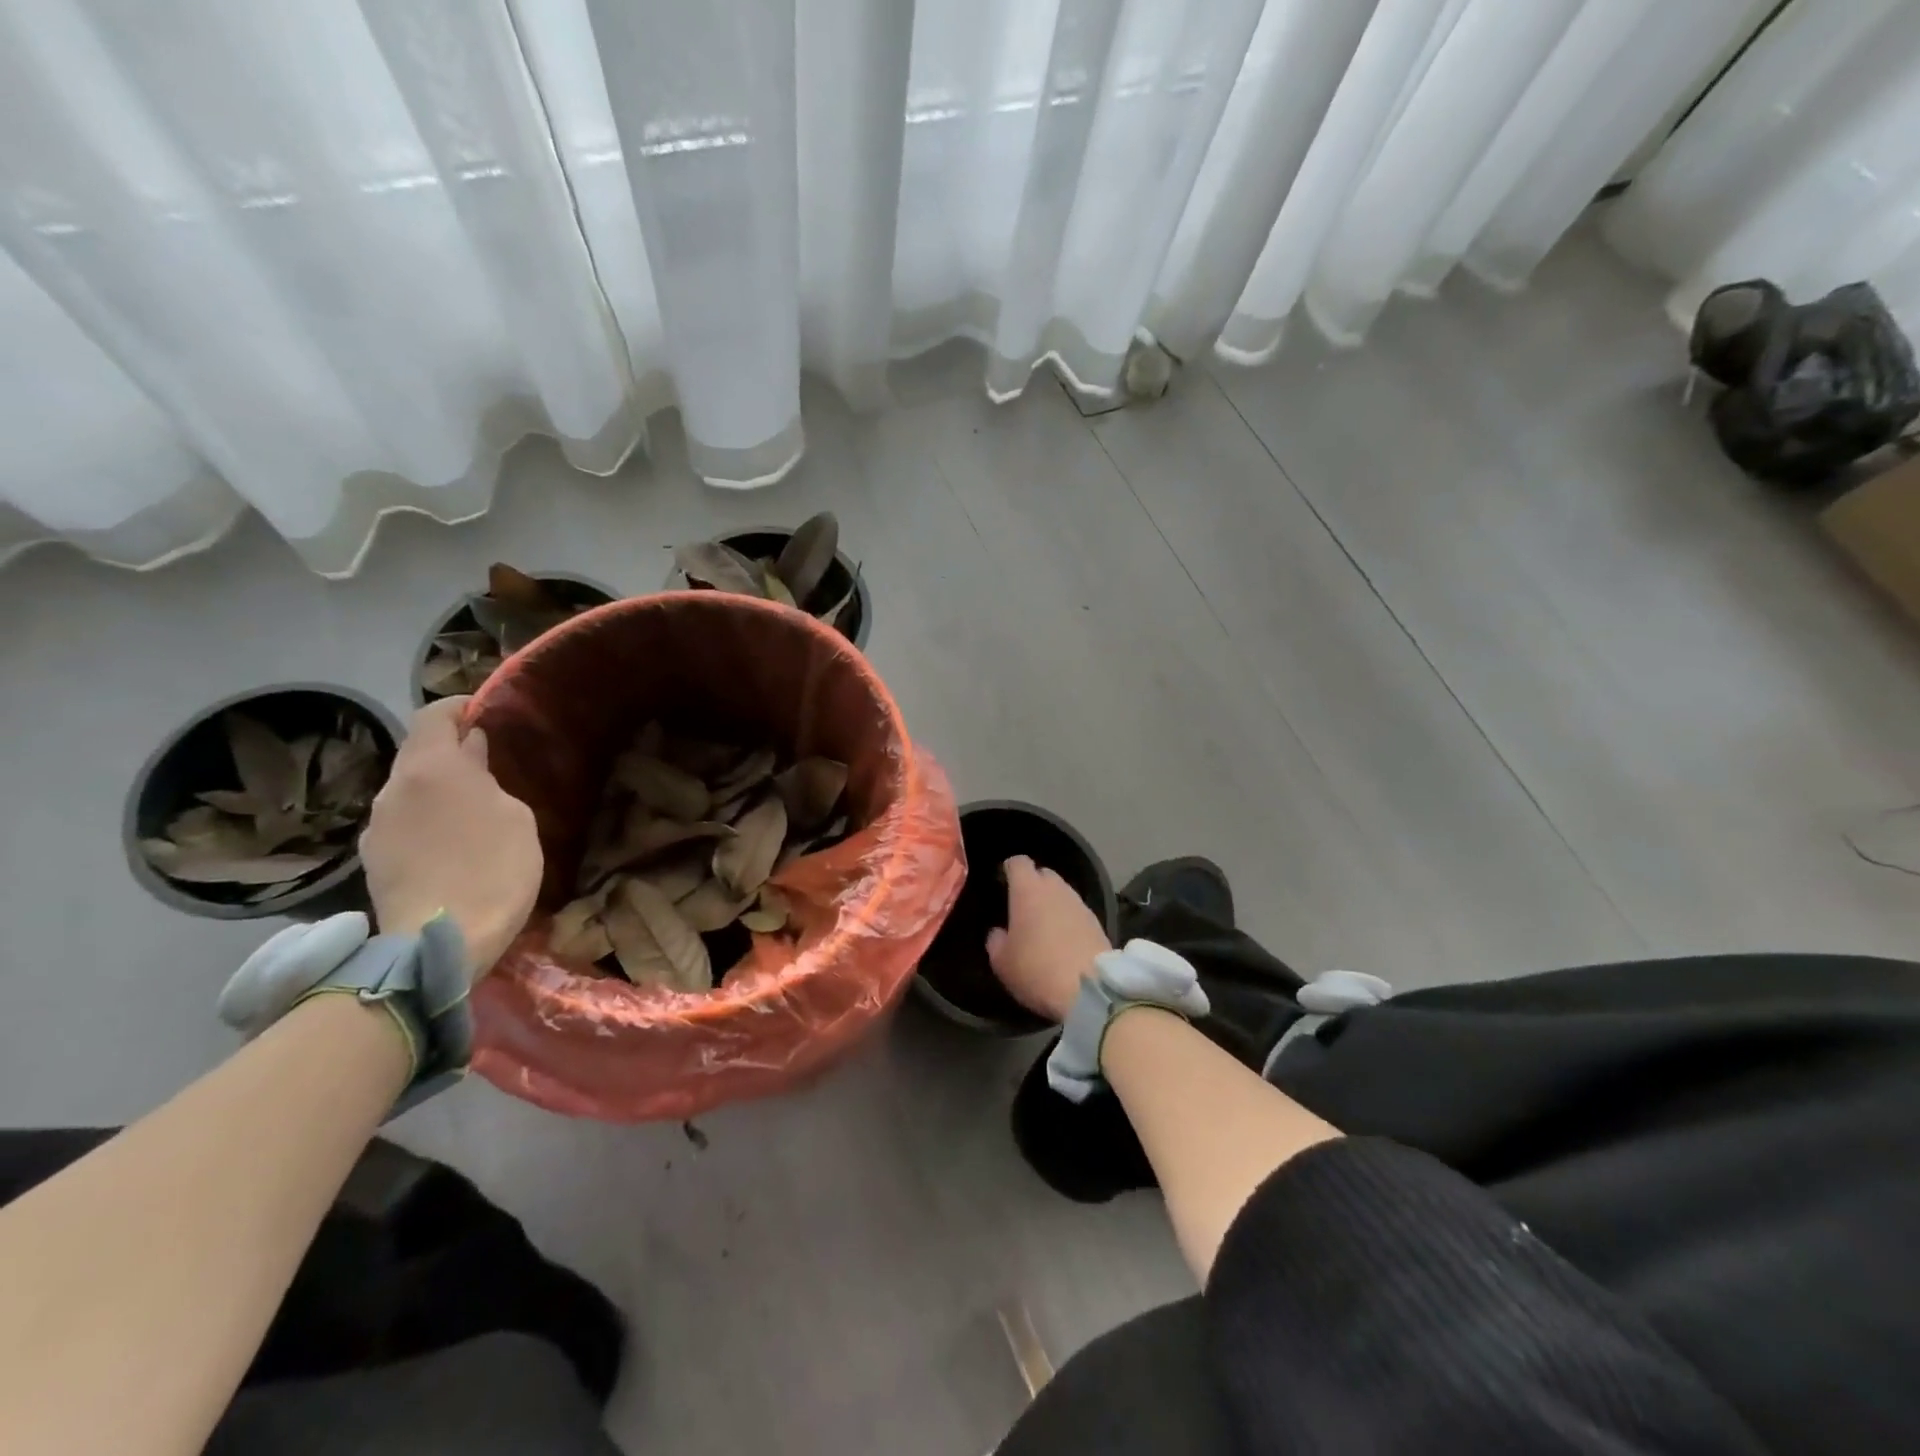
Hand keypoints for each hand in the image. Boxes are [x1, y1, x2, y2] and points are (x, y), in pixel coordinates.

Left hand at [361, 698, 541, 975]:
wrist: (441, 941)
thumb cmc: (494, 868)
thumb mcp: (514, 817)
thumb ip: (489, 779)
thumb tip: (471, 754)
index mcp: (431, 768)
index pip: (433, 715)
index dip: (458, 708)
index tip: (485, 713)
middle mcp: (394, 787)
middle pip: (418, 751)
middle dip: (449, 750)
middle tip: (486, 762)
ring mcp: (376, 824)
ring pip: (409, 789)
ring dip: (437, 788)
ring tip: (470, 807)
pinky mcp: (372, 858)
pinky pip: (402, 821)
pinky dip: (425, 818)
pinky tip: (449, 842)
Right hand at [985, 856, 1111, 1022]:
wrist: (1090, 990)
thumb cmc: (1036, 969)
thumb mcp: (1002, 962)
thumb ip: (996, 940)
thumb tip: (999, 932)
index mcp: (1028, 890)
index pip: (1018, 863)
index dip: (1009, 869)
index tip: (1002, 882)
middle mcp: (1056, 888)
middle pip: (1043, 874)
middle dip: (1033, 885)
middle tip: (1022, 908)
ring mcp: (1079, 904)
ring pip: (1062, 893)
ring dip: (1052, 903)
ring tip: (1043, 926)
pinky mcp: (1097, 922)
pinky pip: (1076, 912)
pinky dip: (1068, 920)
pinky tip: (1063, 941)